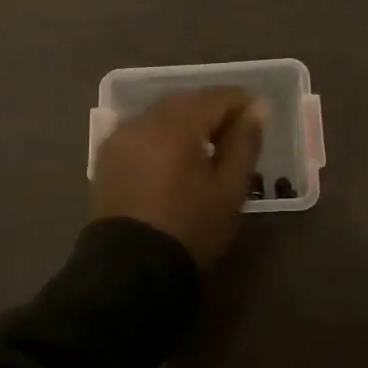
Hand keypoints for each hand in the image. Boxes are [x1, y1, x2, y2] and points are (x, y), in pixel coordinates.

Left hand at [91, 88, 267, 266]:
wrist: (131, 270)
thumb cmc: (190, 227)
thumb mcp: (230, 188)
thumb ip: (244, 141)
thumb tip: (257, 107)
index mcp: (175, 124)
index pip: (215, 97)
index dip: (241, 102)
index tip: (260, 115)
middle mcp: (143, 120)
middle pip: (186, 101)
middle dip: (213, 110)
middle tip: (237, 131)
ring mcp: (120, 136)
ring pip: (162, 114)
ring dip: (188, 121)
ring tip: (209, 145)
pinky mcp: (108, 155)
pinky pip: (143, 131)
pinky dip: (163, 134)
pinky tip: (176, 155)